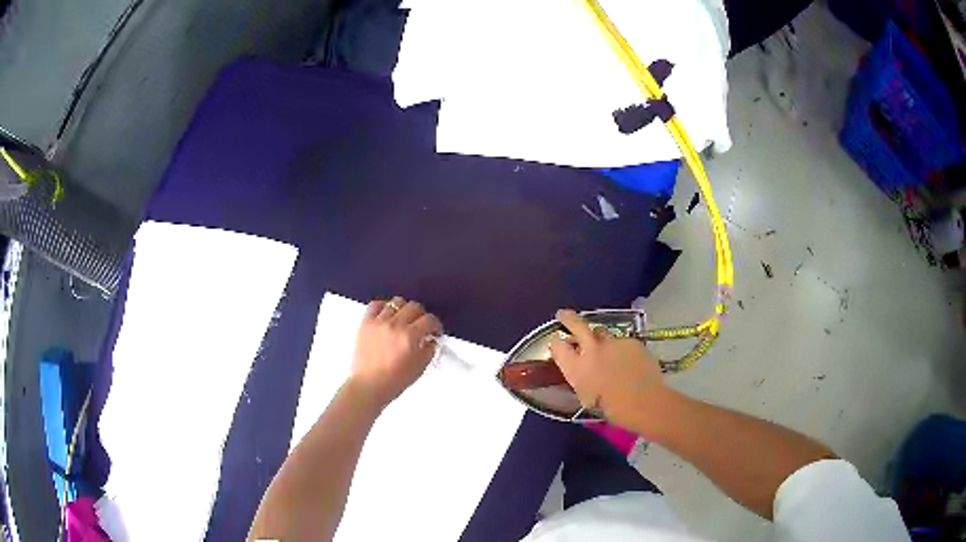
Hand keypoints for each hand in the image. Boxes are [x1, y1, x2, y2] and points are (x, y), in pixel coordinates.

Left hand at [350, 297, 442, 408]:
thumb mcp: (419, 368)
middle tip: (421, 326)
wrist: (369, 385)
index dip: (435, 325)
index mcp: (410, 336)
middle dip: (421, 316)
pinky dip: (383, 306)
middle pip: (414, 307)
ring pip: (396, 302)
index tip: (434, 331)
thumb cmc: (393, 381)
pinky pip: (375, 305)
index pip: (429, 320)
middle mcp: (395, 325)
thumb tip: (430, 340)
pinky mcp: (366, 323)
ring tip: (403, 320)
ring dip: (404, 310)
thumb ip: (429, 350)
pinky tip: (387, 314)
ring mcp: (379, 322)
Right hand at [549, 309, 666, 431]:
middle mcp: (591, 350)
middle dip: (568, 318)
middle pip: (576, 325)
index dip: (556, 344)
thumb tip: (581, 371)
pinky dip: (621, 348)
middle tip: (564, 315)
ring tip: (606, 348)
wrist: (643, 402)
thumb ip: (580, 378)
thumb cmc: (611, 408)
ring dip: (599, 337)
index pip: (557, 346)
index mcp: (576, 367)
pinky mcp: (631, 341)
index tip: (557, 344)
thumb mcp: (586, 396)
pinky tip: (628, 360)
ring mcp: (612, 342)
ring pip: (601, 331)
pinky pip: (621, 341)